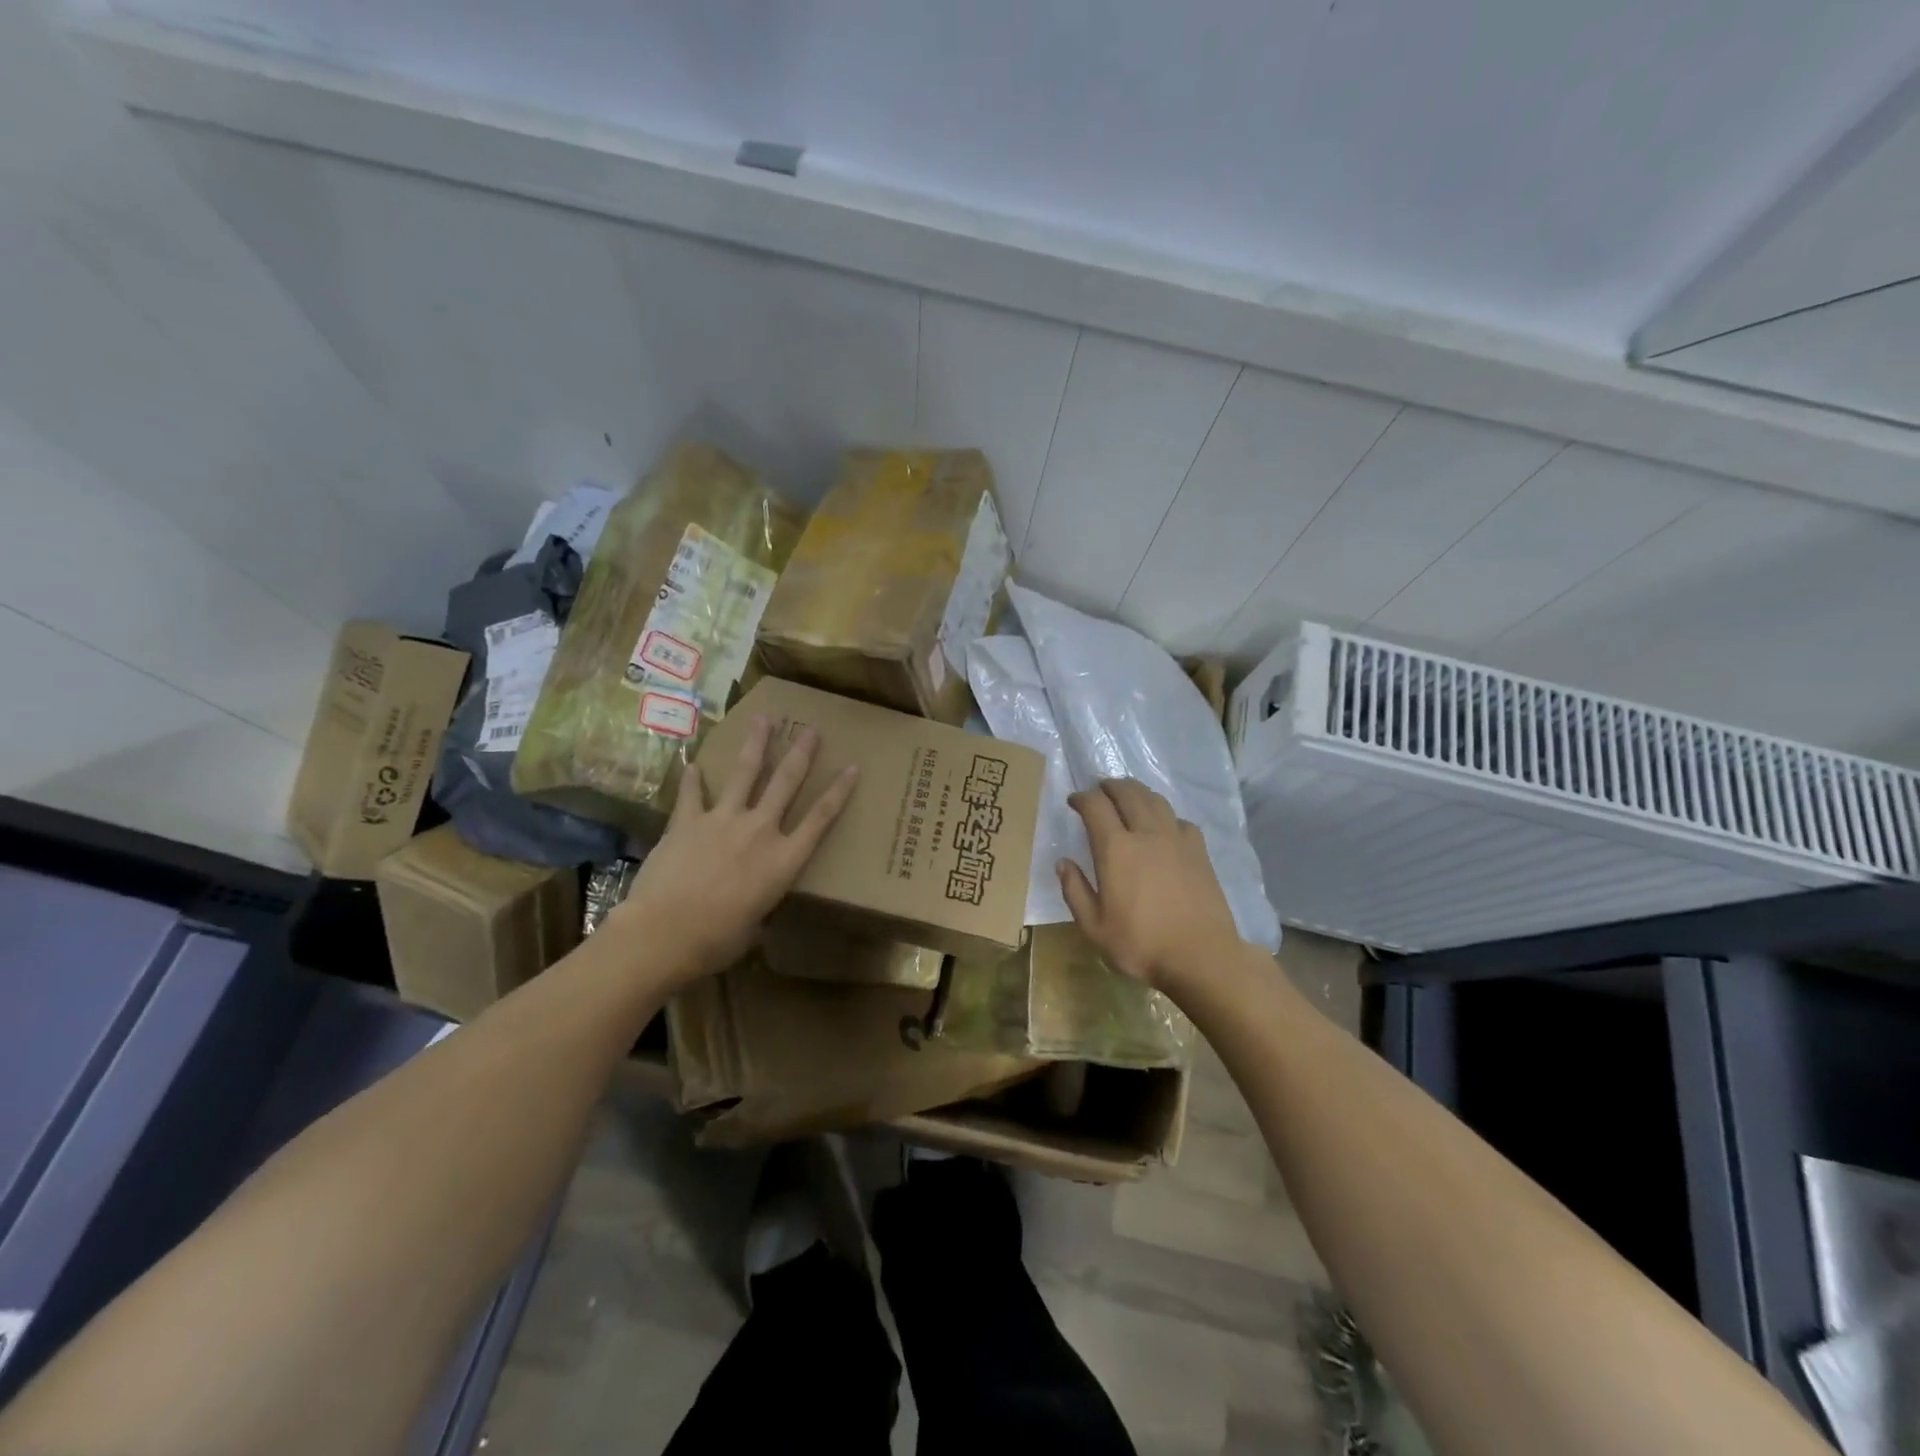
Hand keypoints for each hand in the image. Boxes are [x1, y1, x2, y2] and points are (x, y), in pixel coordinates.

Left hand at [609, 716, 857, 985]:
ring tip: (763, 719)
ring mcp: (723, 820)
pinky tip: (693, 765)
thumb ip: (759, 905)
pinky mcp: (687, 822)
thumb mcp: (753, 926)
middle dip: (801, 753)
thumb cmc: (717, 940)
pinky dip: (693, 780)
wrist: (664, 932)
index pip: (820, 819)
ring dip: (756, 744)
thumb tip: (751, 908)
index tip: (852, 767)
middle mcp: (760, 830)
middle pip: (786, 782)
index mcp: (783, 860)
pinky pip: (693, 794)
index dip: (839, 791)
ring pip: (746, 773)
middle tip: (811, 729)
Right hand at [1059, 778, 1242, 989]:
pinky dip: (1164, 814)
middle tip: (1099, 790)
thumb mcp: (1094, 928)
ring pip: (1155, 800)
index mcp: (1116, 849)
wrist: (1202, 956)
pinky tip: (1162, 825)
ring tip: (1127, 796)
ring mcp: (1176, 839)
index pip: (1095, 806)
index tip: (1074, 801)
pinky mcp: (1199, 850)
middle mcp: (1146, 833)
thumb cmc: (1141, 945)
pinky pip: (1179, 819)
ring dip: (1137, 791)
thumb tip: (1063, 862)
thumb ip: (1075, 891)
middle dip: (1109, 786)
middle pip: (1127, 792)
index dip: (1082, 797)